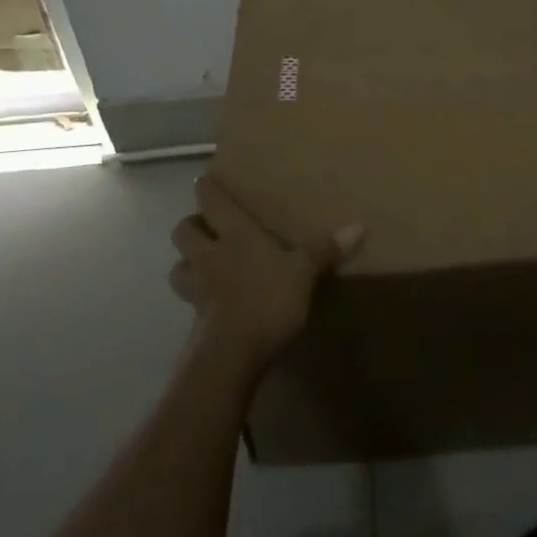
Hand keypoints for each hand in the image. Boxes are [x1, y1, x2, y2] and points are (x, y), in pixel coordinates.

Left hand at [169, 174, 363, 378]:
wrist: (231, 356)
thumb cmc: (267, 300)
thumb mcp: (304, 272)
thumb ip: (326, 249)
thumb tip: (360, 226)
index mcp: (234, 234)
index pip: (209, 198)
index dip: (207, 187)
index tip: (210, 180)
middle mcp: (209, 254)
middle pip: (183, 230)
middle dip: (192, 225)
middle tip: (209, 226)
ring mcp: (197, 288)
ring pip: (177, 266)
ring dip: (186, 262)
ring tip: (203, 264)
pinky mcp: (195, 319)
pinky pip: (188, 299)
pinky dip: (196, 296)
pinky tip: (212, 302)